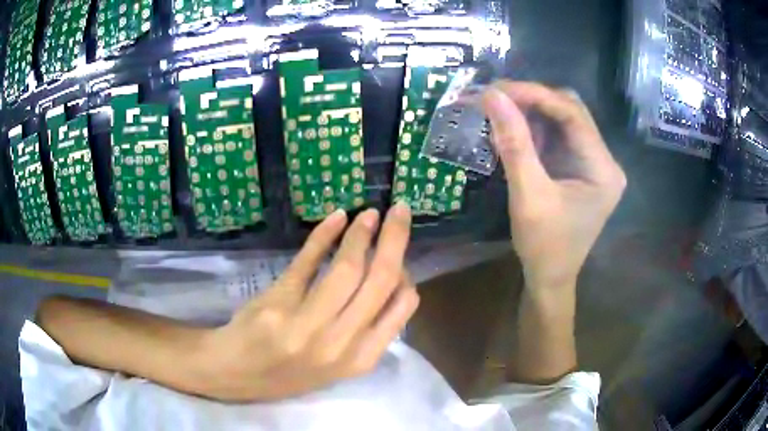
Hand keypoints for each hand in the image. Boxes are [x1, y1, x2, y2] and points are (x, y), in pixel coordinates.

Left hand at [196, 203, 418, 401]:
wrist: (236, 374)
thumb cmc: (289, 372)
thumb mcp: (337, 364)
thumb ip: (366, 330)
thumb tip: (388, 279)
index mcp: (359, 358)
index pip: (401, 306)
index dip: (406, 272)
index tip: (399, 253)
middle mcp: (338, 343)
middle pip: (379, 279)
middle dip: (395, 239)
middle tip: (400, 210)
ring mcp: (306, 324)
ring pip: (347, 268)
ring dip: (361, 233)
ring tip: (368, 214)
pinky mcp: (277, 303)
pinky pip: (308, 260)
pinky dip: (324, 234)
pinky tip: (336, 218)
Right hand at [482, 81, 625, 288]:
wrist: (550, 279)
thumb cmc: (544, 247)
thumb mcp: (528, 196)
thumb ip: (514, 144)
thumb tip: (492, 96)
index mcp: (603, 169)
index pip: (572, 114)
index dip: (535, 95)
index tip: (497, 89)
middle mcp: (604, 160)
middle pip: (571, 111)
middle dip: (533, 100)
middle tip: (496, 97)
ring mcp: (592, 162)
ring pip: (562, 119)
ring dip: (531, 111)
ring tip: (499, 108)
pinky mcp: (578, 166)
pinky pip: (557, 135)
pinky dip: (533, 127)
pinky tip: (512, 127)